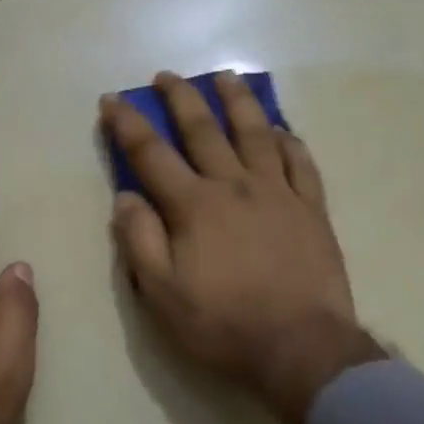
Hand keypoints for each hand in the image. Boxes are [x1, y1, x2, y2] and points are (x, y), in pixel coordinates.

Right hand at [101, 73, 383, 423]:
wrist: (301, 347)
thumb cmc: (223, 324)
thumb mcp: (162, 294)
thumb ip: (139, 241)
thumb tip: (125, 197)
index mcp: (194, 206)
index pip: (152, 154)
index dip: (128, 124)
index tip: (112, 101)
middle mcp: (235, 186)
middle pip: (204, 130)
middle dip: (180, 98)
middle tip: (166, 76)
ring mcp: (278, 193)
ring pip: (256, 133)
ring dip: (237, 101)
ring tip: (226, 77)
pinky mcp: (312, 209)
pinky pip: (301, 162)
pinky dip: (288, 141)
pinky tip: (280, 130)